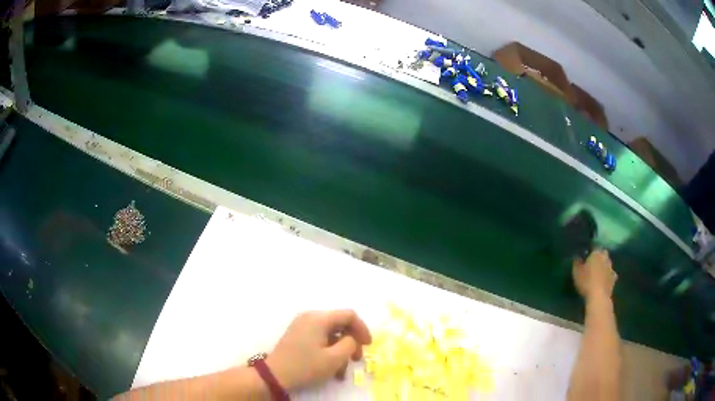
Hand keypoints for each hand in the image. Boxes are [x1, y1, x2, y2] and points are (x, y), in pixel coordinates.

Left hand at [266, 310, 371, 390]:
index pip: (348, 315)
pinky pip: (320, 339)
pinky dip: (329, 351)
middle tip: (356, 360)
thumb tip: (351, 339)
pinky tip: (331, 369)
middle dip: (351, 342)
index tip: (368, 345)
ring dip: (340, 351)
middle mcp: (310, 317)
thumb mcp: (334, 358)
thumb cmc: (306, 366)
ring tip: (341, 372)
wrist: (275, 375)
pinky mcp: (298, 335)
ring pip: (330, 334)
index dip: (362, 329)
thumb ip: (350, 344)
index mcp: (319, 318)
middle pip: (340, 324)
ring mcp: (302, 326)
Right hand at [572, 249, 616, 300]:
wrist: (598, 296)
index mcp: (596, 253)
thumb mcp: (576, 272)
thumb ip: (576, 263)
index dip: (591, 252)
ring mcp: (611, 268)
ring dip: (605, 266)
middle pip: (603, 253)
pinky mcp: (614, 278)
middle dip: (600, 256)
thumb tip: (577, 257)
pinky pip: (612, 274)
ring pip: (608, 263)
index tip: (587, 257)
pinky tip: (605, 280)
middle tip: (594, 263)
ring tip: (599, 273)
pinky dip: (609, 276)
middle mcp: (605, 257)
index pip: (594, 247)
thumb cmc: (586, 282)